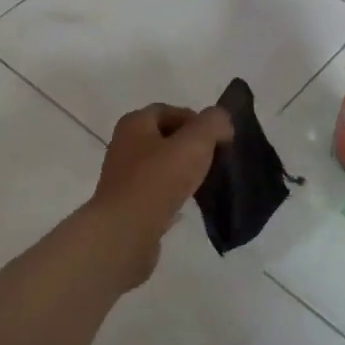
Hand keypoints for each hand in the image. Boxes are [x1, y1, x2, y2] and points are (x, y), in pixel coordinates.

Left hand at [82, 103, 232, 288]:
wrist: (125, 233)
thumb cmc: (158, 180)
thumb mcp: (195, 143)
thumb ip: (213, 124)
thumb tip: (221, 122)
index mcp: (134, 124)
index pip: (169, 111)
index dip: (196, 120)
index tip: (218, 139)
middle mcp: (124, 145)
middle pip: (165, 138)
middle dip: (191, 146)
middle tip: (215, 160)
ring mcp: (123, 177)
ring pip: (161, 166)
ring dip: (183, 172)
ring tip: (205, 183)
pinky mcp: (128, 205)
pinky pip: (156, 193)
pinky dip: (173, 195)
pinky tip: (188, 205)